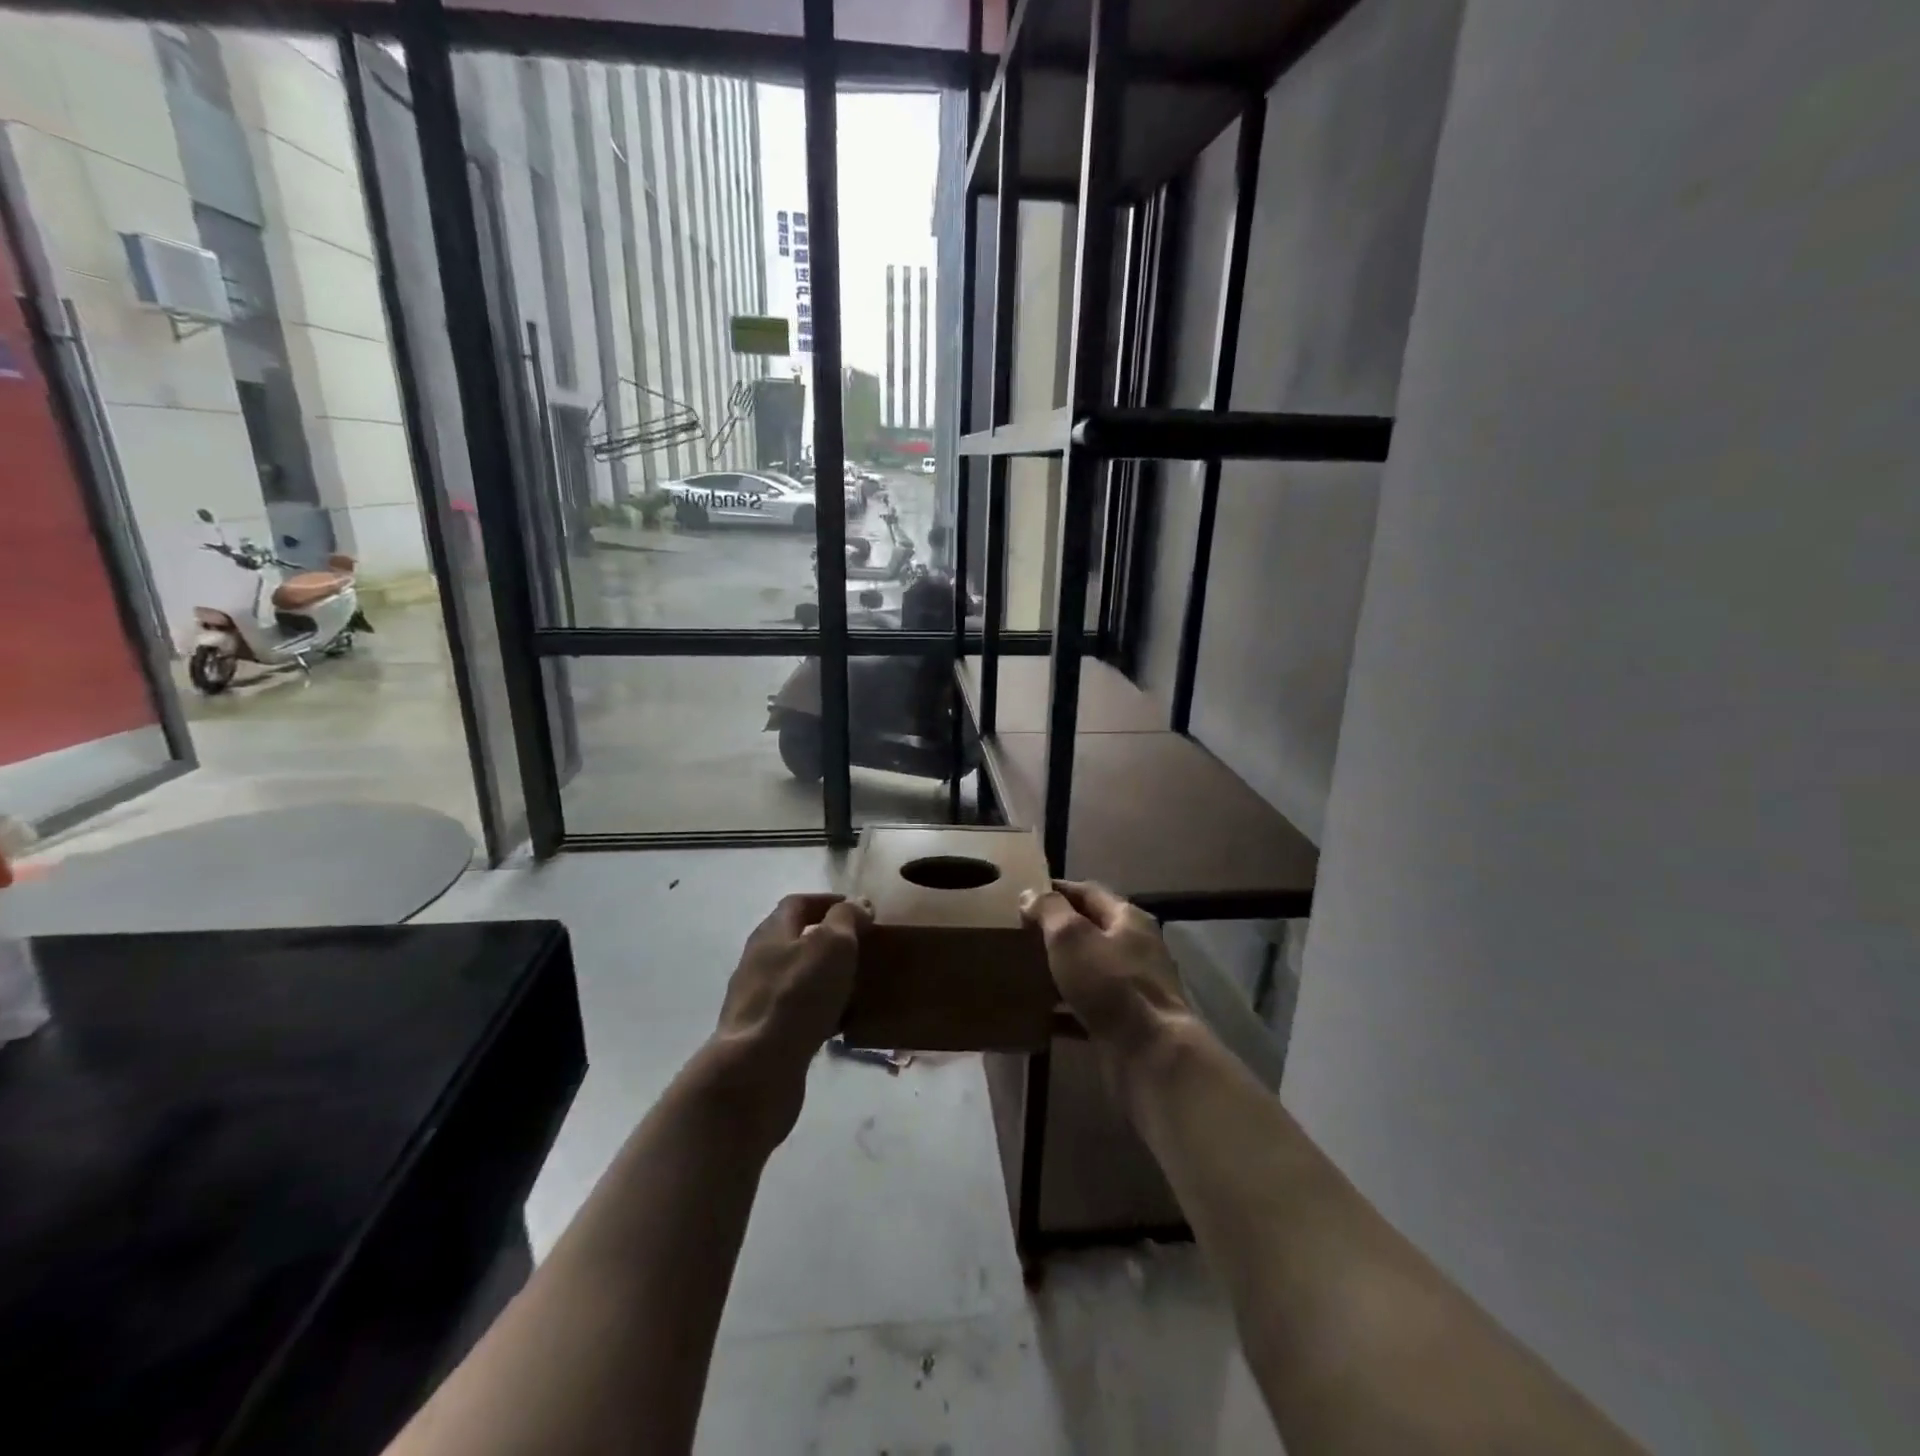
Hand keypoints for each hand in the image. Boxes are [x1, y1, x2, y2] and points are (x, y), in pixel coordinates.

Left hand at [714, 893, 871, 1081]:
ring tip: (859, 985)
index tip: (861, 910)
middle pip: (795, 940)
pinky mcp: (762, 1035)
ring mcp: (757, 1000)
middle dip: (829, 940)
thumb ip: (846, 918)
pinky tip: (841, 1023)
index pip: (798, 903)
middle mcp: (758, 961)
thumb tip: (857, 904)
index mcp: (771, 933)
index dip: (829, 902)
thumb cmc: (797, 995)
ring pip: (798, 978)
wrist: (756, 1070)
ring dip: (825, 977)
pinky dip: (820, 1012)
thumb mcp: (832, 944)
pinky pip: (797, 1013)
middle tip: (864, 947)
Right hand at [1020, 880, 1192, 1058]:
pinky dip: (1063, 1008)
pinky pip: (1087, 1008)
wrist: (1150, 1055)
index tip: (1023, 896)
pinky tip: (1037, 1013)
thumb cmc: (1110, 984)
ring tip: (1021, 971)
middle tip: (1017, 935)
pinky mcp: (1124, 1023)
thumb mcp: (1072, 936)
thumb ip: (1050, 910)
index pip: (1087, 892)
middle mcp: (1134, 948)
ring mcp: (1131, 988)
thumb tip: (1031, 894)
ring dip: (1058, 970)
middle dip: (1055, 932)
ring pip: (1087, 971)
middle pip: (1089, 931)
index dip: (1056, 890)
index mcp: (1127, 919)